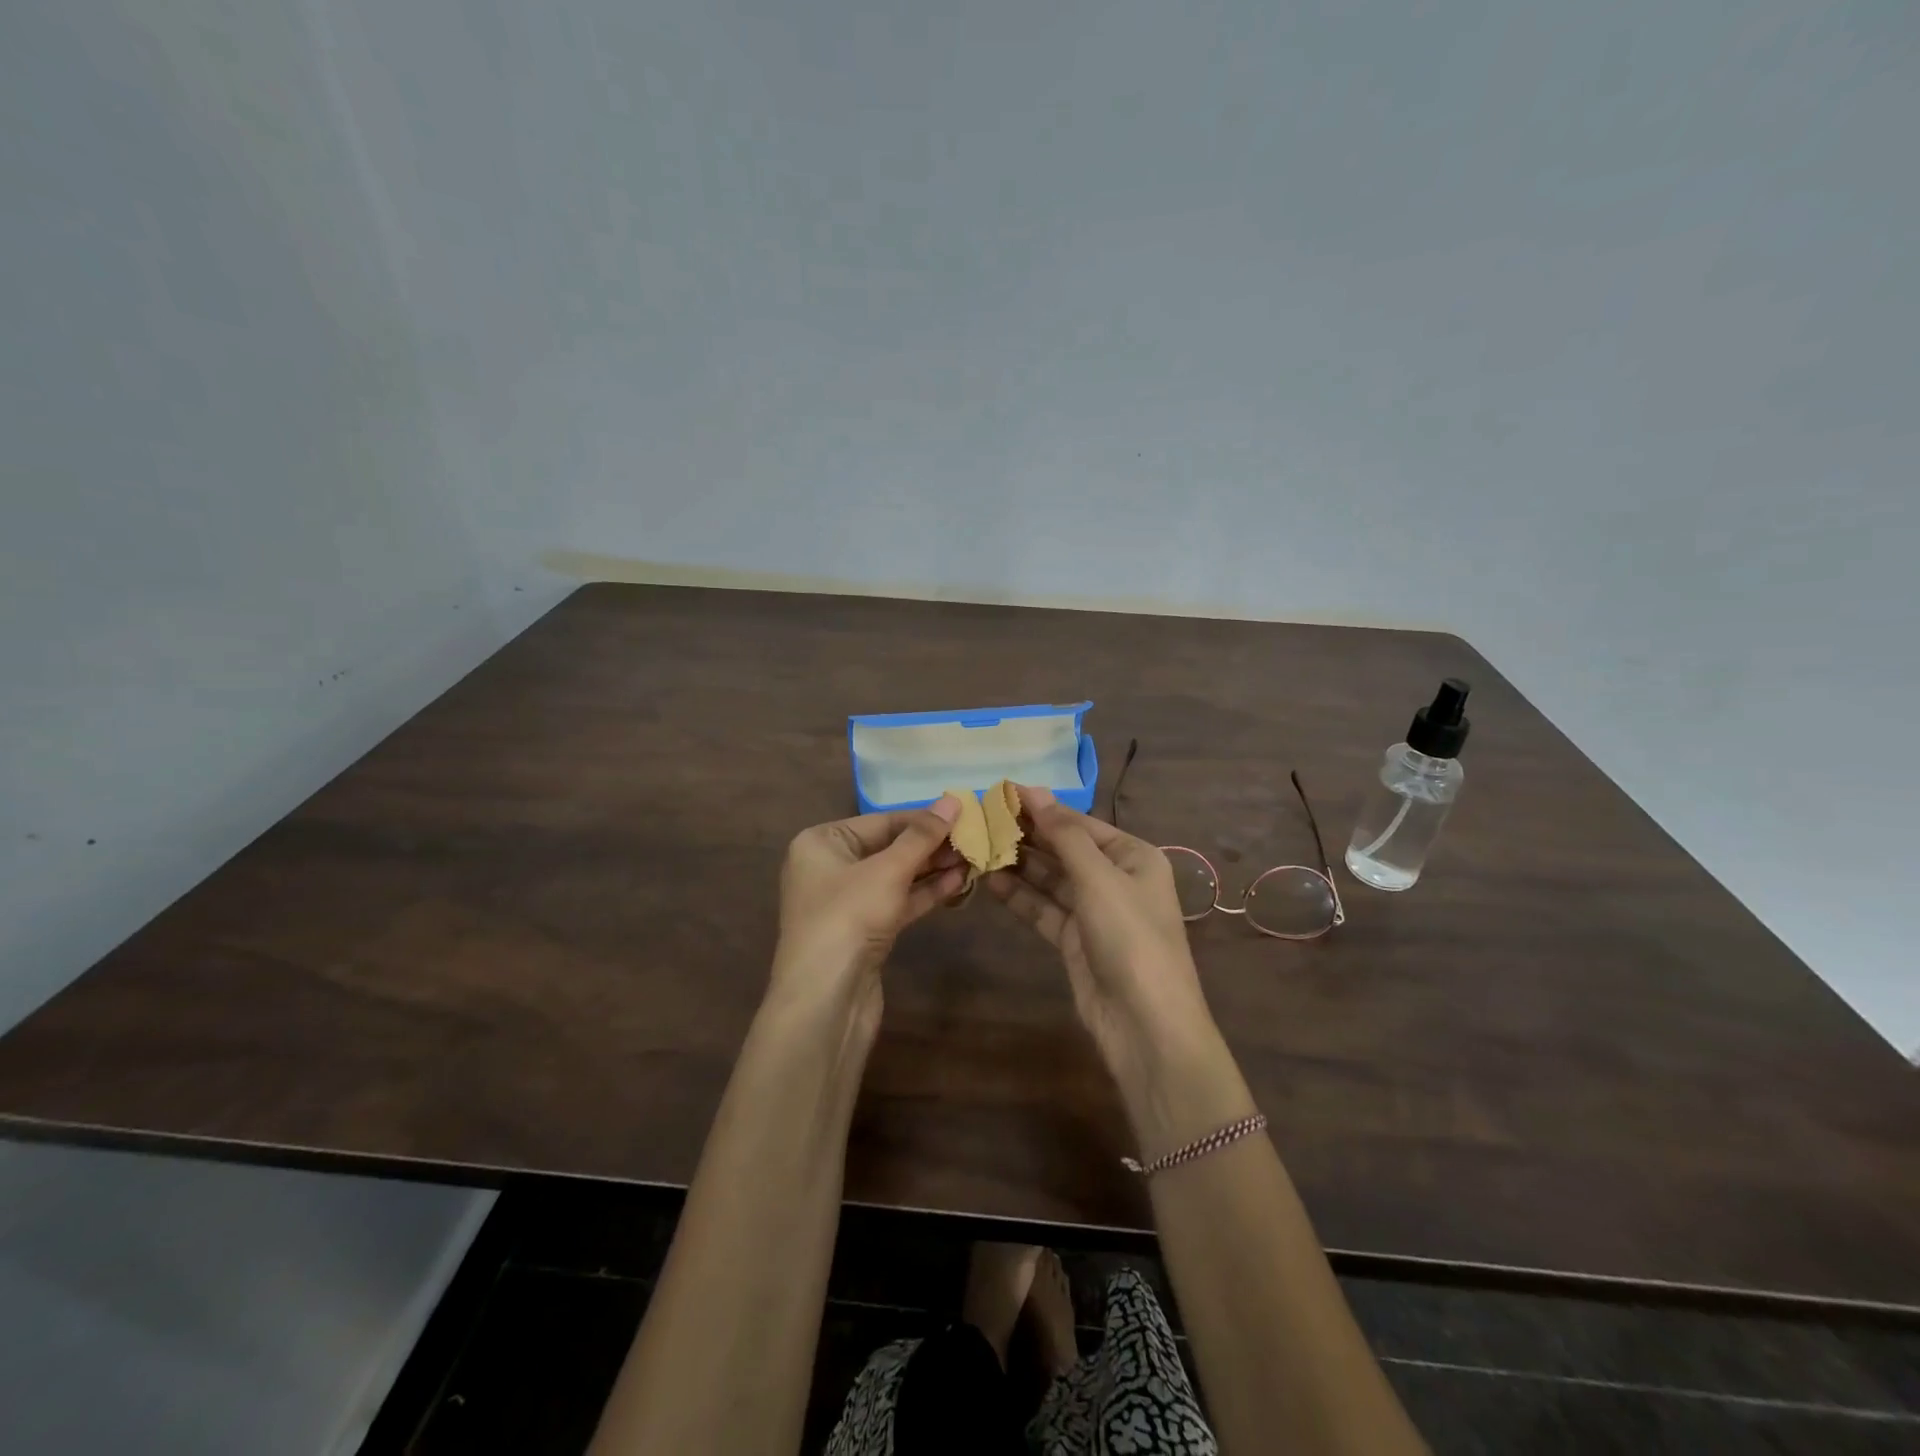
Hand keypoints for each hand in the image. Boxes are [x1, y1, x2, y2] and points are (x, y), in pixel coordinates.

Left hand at [769, 796, 967, 1026]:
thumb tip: (953, 801)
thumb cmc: (848, 916)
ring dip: (933, 869)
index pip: (882, 821)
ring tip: (973, 859)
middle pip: (890, 847)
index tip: (964, 815)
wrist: (825, 999)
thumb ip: (922, 836)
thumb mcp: (888, 869)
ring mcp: (847, 902)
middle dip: (931, 845)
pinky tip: (958, 883)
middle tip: (974, 839)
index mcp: (822, 842)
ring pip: (897, 876)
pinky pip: (898, 902)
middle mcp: (830, 867)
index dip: (924, 819)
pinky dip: (925, 893)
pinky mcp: (864, 931)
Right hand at [985, 787, 1218, 1086]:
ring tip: (979, 847)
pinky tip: (991, 880)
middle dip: (1027, 836)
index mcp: (1133, 856)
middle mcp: (1115, 879)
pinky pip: (1044, 909)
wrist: (1145, 1023)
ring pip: (1050, 880)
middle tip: (982, 820)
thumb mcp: (1099, 878)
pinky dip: (1020, 896)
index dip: (1043, 808)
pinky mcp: (1075, 940)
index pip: (1080, 823)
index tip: (1001, 793)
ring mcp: (1094, 912)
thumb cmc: (1130, 937)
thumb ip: (1064, 835)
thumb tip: (1034, 791)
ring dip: (1019, 865)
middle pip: (1064, 849)